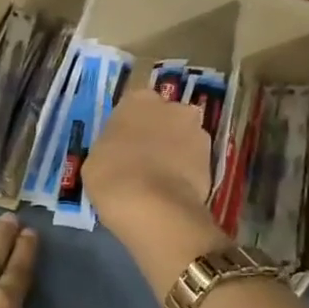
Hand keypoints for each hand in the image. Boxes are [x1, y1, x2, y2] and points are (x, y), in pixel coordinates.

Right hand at [83, 89, 213, 234]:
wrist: (154, 207)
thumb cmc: (112, 175)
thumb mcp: (95, 158)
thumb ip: (111, 147)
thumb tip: (120, 153)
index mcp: (139, 100)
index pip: (133, 106)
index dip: (129, 127)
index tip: (121, 146)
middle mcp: (173, 107)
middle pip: (164, 118)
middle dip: (157, 135)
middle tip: (141, 161)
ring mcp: (197, 133)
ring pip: (183, 139)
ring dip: (174, 153)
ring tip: (158, 181)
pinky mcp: (213, 161)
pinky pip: (194, 163)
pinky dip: (185, 174)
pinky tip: (171, 192)